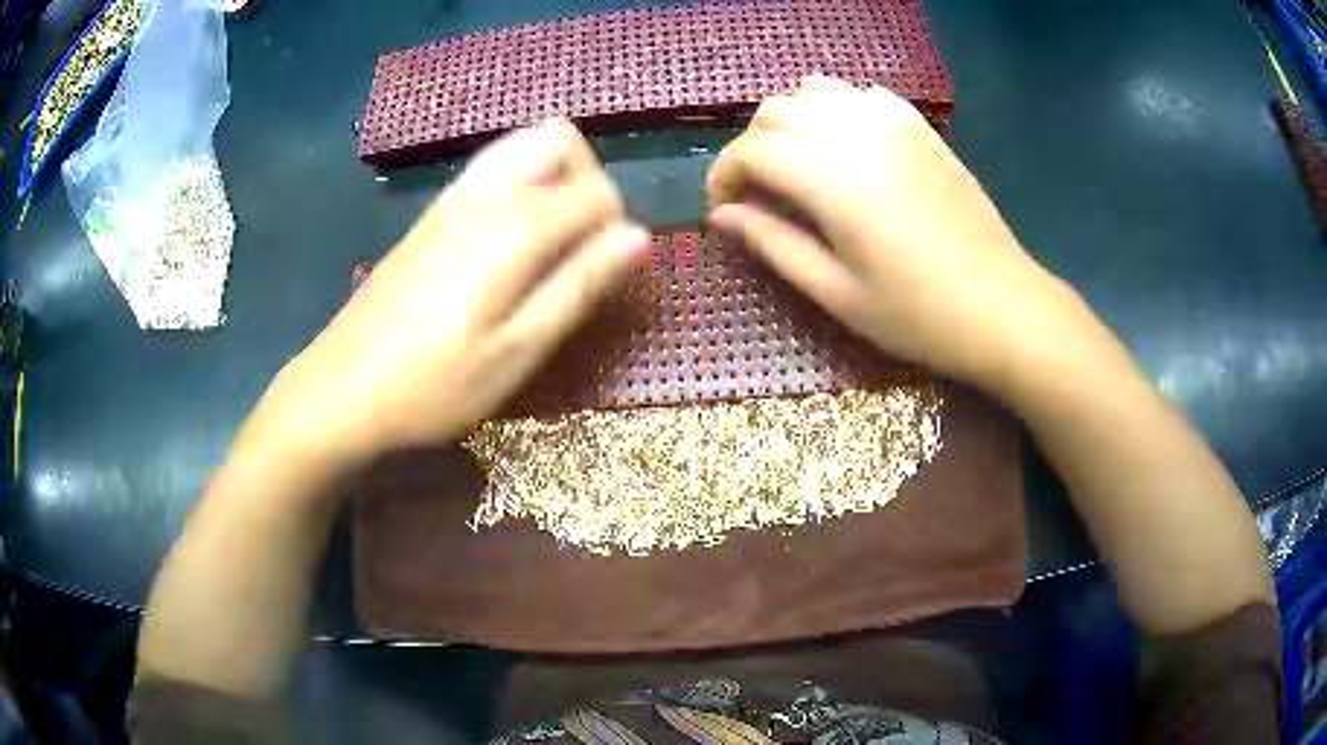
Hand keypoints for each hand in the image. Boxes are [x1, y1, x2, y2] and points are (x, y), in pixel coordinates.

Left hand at [250, 120, 647, 464]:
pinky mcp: (430, 213)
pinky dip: (518, 182)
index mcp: (516, 228)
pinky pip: (489, 166)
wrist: (341, 389)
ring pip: (522, 143)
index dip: (616, 229)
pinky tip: (506, 239)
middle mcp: (486, 194)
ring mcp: (452, 197)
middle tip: (579, 246)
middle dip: (587, 181)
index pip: (598, 191)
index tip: (601, 277)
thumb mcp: (517, 352)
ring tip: (547, 240)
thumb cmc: (434, 386)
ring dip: (553, 176)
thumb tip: (638, 237)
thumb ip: (578, 287)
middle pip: (561, 140)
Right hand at [707, 76, 1074, 391]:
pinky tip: (848, 145)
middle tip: (759, 191)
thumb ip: (774, 245)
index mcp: (833, 180)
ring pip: (817, 89)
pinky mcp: (922, 129)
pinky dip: (840, 109)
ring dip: (792, 118)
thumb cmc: (918, 314)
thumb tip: (722, 215)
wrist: (1002, 306)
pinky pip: (864, 94)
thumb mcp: (836, 293)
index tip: (724, 209)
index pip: (752, 150)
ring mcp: (895, 125)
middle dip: (752, 145)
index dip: (724, 174)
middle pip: (777, 110)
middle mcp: (858, 135)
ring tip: (799, 162)